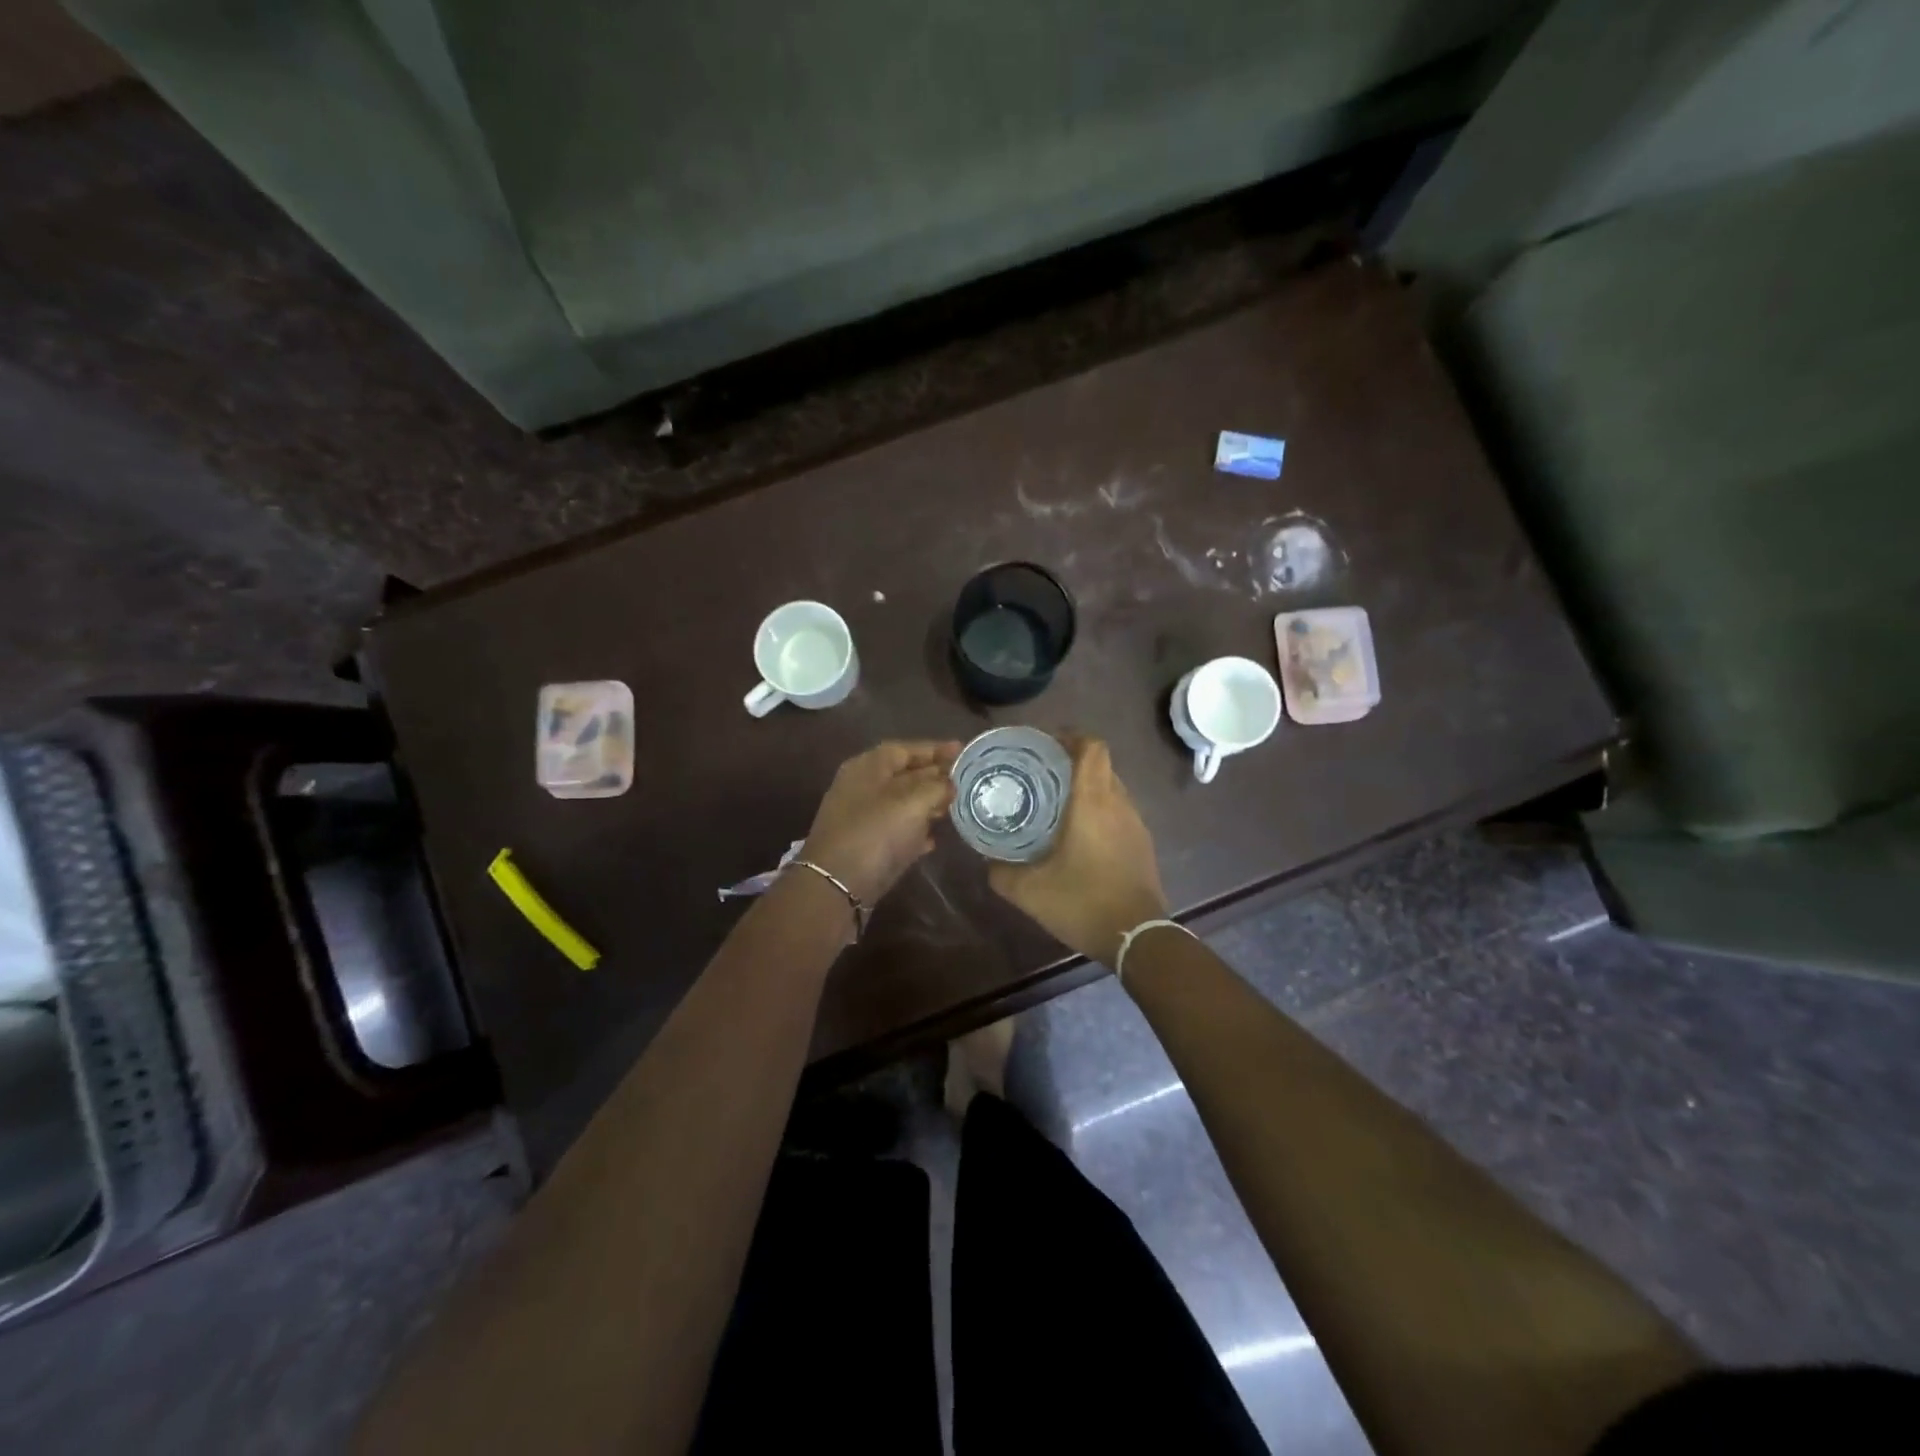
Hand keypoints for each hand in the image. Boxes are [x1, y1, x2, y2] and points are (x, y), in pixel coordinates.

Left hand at [802, 740, 960, 906]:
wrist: (837, 885)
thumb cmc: (876, 832)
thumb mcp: (913, 802)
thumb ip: (936, 786)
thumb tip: (950, 783)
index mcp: (868, 767)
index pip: (906, 749)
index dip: (935, 749)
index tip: (962, 750)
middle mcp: (863, 787)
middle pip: (904, 775)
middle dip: (935, 776)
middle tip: (965, 780)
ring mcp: (863, 818)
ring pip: (902, 803)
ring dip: (928, 804)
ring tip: (955, 807)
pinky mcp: (867, 846)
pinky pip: (897, 830)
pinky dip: (916, 831)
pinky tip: (934, 839)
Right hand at [989, 736, 1169, 964]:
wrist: (1137, 937)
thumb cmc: (1083, 902)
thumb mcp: (1030, 891)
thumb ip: (1002, 872)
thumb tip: (987, 860)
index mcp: (1093, 801)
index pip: (1092, 747)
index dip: (1070, 736)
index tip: (1044, 744)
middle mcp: (1118, 803)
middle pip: (1100, 764)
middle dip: (1072, 761)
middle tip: (1039, 773)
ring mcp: (1135, 823)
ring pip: (1111, 787)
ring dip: (1087, 786)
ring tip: (1055, 801)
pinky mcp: (1142, 843)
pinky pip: (1119, 810)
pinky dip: (1099, 808)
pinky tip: (1078, 833)